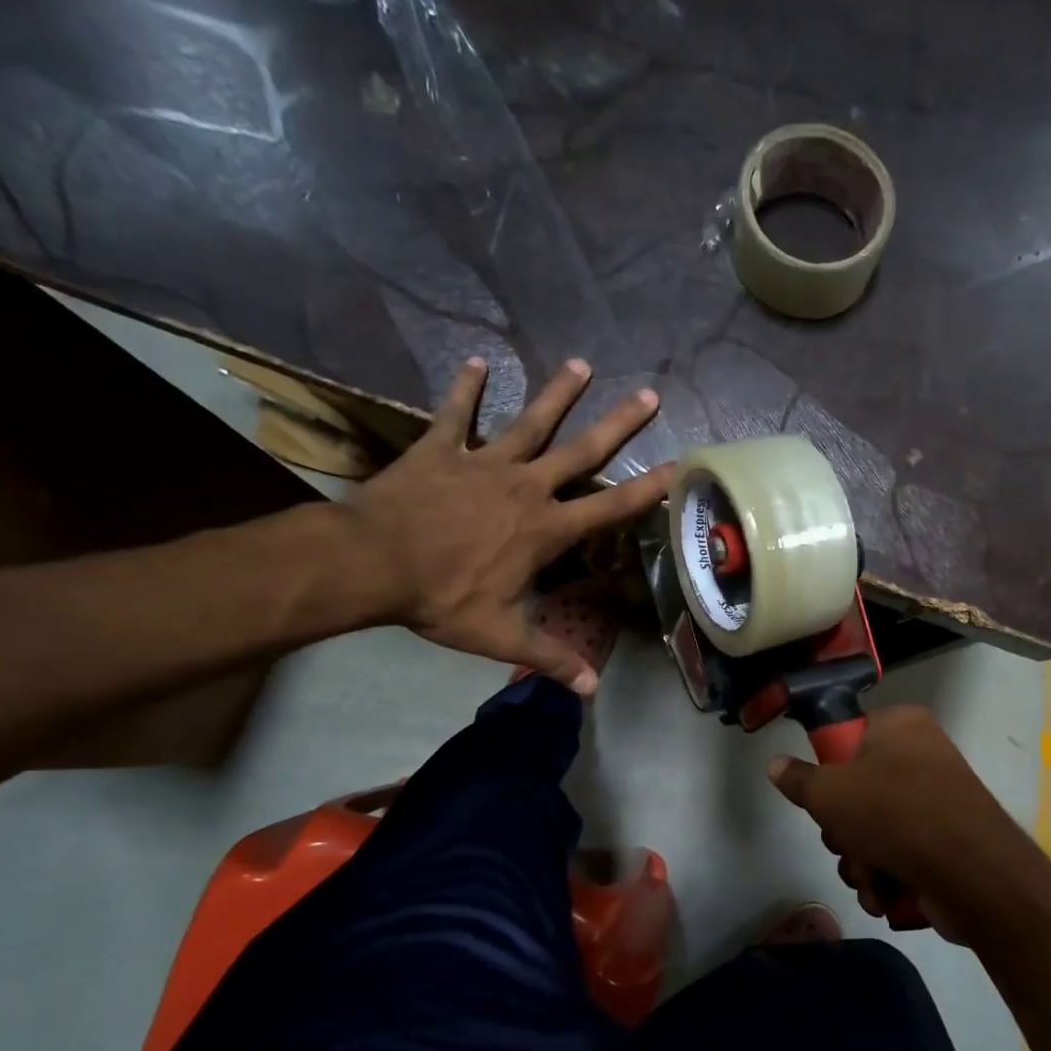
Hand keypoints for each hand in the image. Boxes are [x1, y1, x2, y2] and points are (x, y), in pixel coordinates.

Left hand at [338, 356, 671, 692]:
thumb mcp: (500, 635)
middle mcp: (525, 487)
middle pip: (582, 451)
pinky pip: (456, 414)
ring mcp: (483, 463)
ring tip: (580, 364)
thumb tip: (591, 690)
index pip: (609, 508)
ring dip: (556, 394)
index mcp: (545, 529)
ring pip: (530, 422)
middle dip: (618, 423)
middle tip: (648, 393)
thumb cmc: (441, 598)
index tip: (678, 465)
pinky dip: (465, 388)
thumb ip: (550, 656)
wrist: (371, 562)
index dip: (647, 489)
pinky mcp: (441, 450)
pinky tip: (477, 361)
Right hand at [767, 705, 1040, 942]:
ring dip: (860, 861)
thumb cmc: (894, 813)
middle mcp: (922, 756)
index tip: (824, 796)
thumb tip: (775, 764)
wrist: (972, 873)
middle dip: (843, 831)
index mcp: (901, 726)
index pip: (849, 737)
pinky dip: (886, 877)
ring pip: (873, 830)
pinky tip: (885, 894)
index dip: (830, 770)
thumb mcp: (828, 792)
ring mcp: (938, 801)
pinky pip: (900, 854)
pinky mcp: (947, 843)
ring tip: (870, 876)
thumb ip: (798, 779)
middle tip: (845, 841)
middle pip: (857, 791)